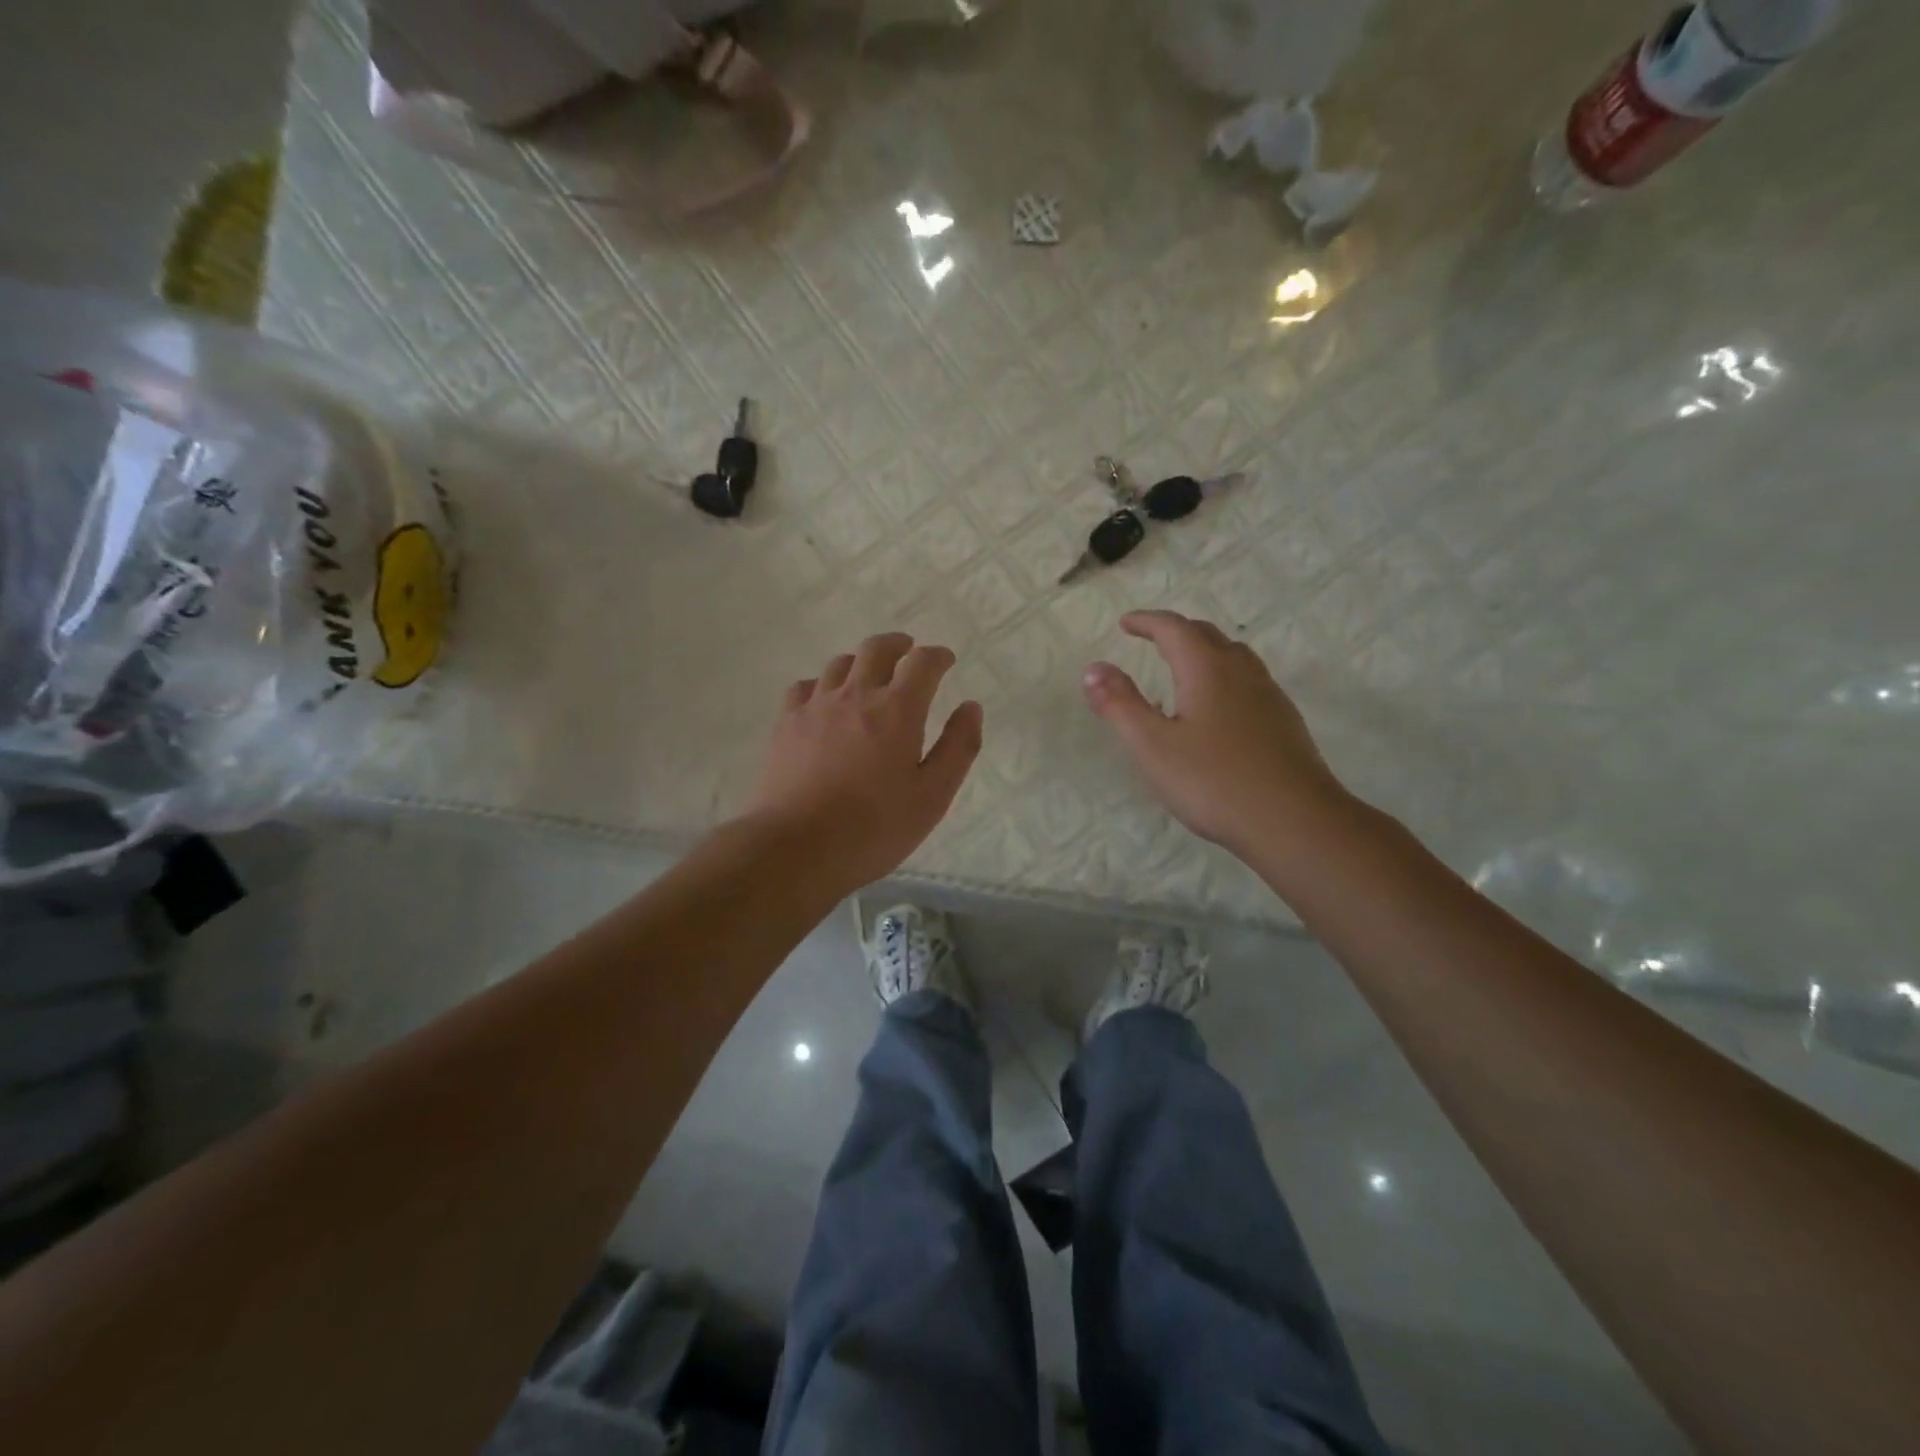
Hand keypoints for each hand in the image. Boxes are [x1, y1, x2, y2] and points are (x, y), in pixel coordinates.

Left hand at [748, 632, 983, 888]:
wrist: (795, 847)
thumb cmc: (874, 827)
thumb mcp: (933, 796)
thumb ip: (958, 748)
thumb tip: (970, 707)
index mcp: (897, 710)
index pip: (922, 663)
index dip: (937, 656)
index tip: (945, 660)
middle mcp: (855, 695)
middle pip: (876, 649)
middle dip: (898, 645)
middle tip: (908, 652)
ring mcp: (815, 706)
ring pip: (839, 664)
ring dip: (861, 662)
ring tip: (869, 677)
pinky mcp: (785, 724)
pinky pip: (805, 687)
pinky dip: (823, 685)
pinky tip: (825, 702)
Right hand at [1082, 610, 1347, 853]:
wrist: (1294, 821)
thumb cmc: (1213, 782)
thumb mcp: (1152, 746)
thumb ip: (1120, 705)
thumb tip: (1094, 667)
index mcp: (1207, 669)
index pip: (1174, 629)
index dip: (1147, 622)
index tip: (1125, 623)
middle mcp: (1241, 672)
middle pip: (1207, 636)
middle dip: (1176, 632)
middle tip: (1152, 639)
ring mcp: (1269, 696)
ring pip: (1234, 657)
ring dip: (1204, 651)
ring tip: (1184, 669)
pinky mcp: (1284, 722)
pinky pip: (1249, 682)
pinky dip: (1224, 678)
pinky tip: (1217, 710)